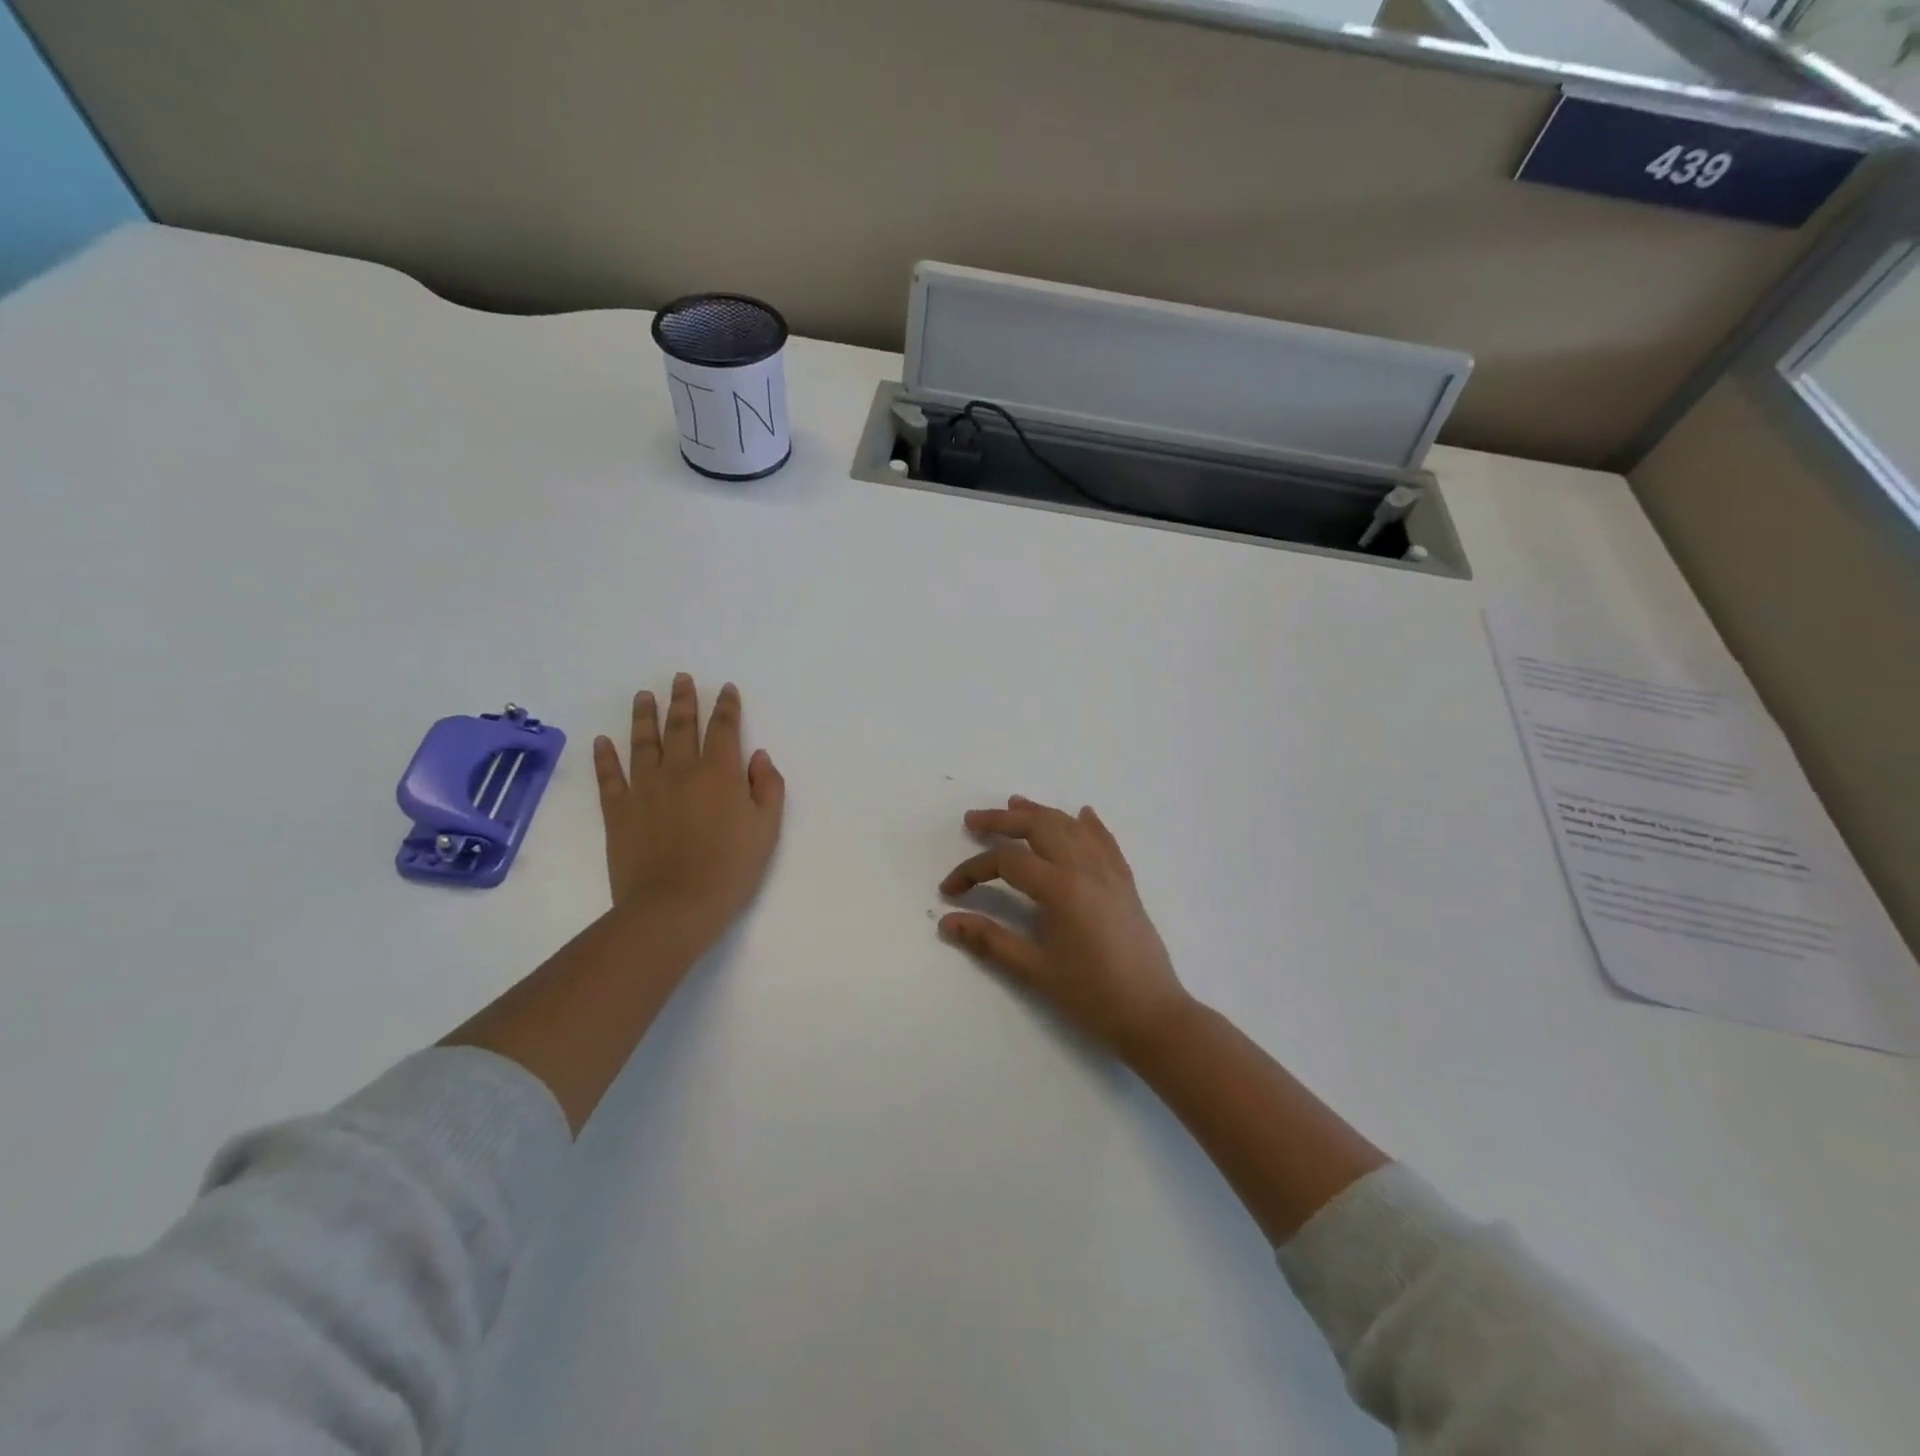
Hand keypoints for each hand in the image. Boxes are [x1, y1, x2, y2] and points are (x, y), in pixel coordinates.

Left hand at [593, 674, 785, 956]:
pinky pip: (610, 776)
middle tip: (680, 678)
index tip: (726, 689)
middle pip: (681, 726)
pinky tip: (602, 741)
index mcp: (719, 772)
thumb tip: (758, 756)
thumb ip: (767, 787)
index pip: (724, 728)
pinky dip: (605, 756)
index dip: (726, 706)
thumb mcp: (767, 829)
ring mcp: (644, 788)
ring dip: (644, 716)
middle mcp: (680, 770)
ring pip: (643, 742)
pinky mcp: (618, 810)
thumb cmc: (730, 868)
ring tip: (643, 696)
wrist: (674, 906)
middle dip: (683, 699)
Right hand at [939, 796, 1190, 1060]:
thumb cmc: (1091, 995)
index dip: (972, 870)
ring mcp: (1109, 872)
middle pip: (1039, 827)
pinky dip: (1089, 824)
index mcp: (1061, 887)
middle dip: (1003, 821)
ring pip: (1072, 827)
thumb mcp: (1035, 970)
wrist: (1152, 1015)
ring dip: (1041, 813)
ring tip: (1015, 804)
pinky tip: (1082, 813)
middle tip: (973, 820)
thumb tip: (947, 922)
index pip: (1007, 862)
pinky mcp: (1125, 883)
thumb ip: (990, 940)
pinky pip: (1106, 841)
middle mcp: (1086, 868)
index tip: (949, 890)